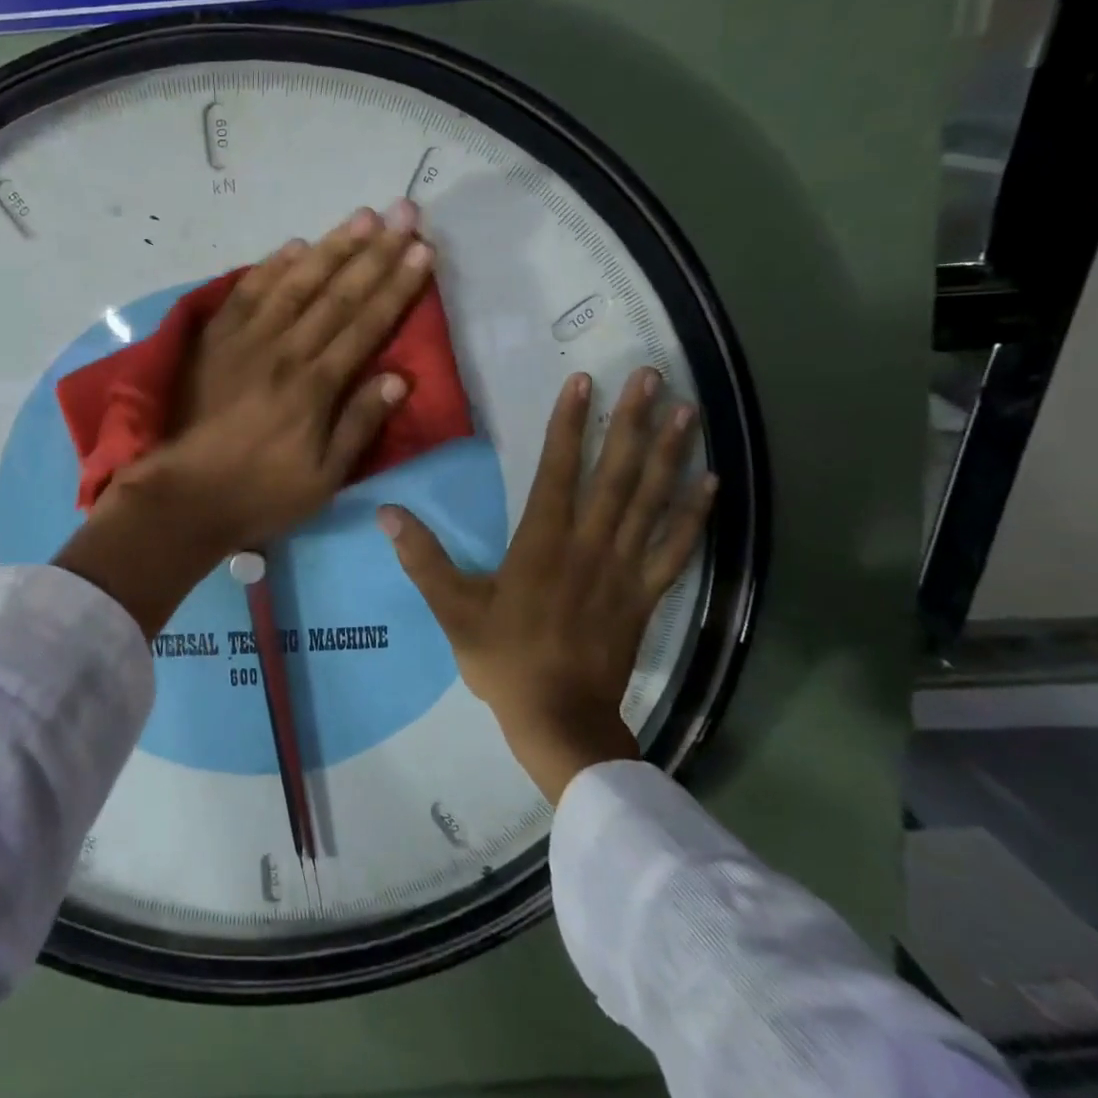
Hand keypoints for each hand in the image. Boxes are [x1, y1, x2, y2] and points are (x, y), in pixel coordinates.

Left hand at [57, 200, 434, 637]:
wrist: (183, 496)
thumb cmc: (259, 493)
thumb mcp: (323, 478)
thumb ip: (358, 424)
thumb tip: (399, 378)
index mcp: (315, 385)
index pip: (366, 324)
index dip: (397, 286)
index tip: (422, 251)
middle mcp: (285, 351)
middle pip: (337, 292)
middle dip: (376, 251)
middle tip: (404, 212)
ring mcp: (246, 340)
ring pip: (296, 282)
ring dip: (331, 246)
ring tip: (362, 216)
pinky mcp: (214, 340)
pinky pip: (246, 292)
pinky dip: (272, 266)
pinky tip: (294, 245)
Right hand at [379, 367, 716, 799]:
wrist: (561, 721)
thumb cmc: (504, 660)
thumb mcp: (453, 610)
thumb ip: (422, 559)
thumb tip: (386, 513)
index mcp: (542, 543)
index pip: (558, 469)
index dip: (570, 424)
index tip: (584, 381)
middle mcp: (589, 545)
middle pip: (616, 473)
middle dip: (632, 421)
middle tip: (652, 376)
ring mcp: (624, 569)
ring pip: (651, 501)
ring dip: (669, 453)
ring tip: (687, 411)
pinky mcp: (646, 594)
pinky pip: (676, 548)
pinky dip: (694, 514)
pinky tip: (711, 482)